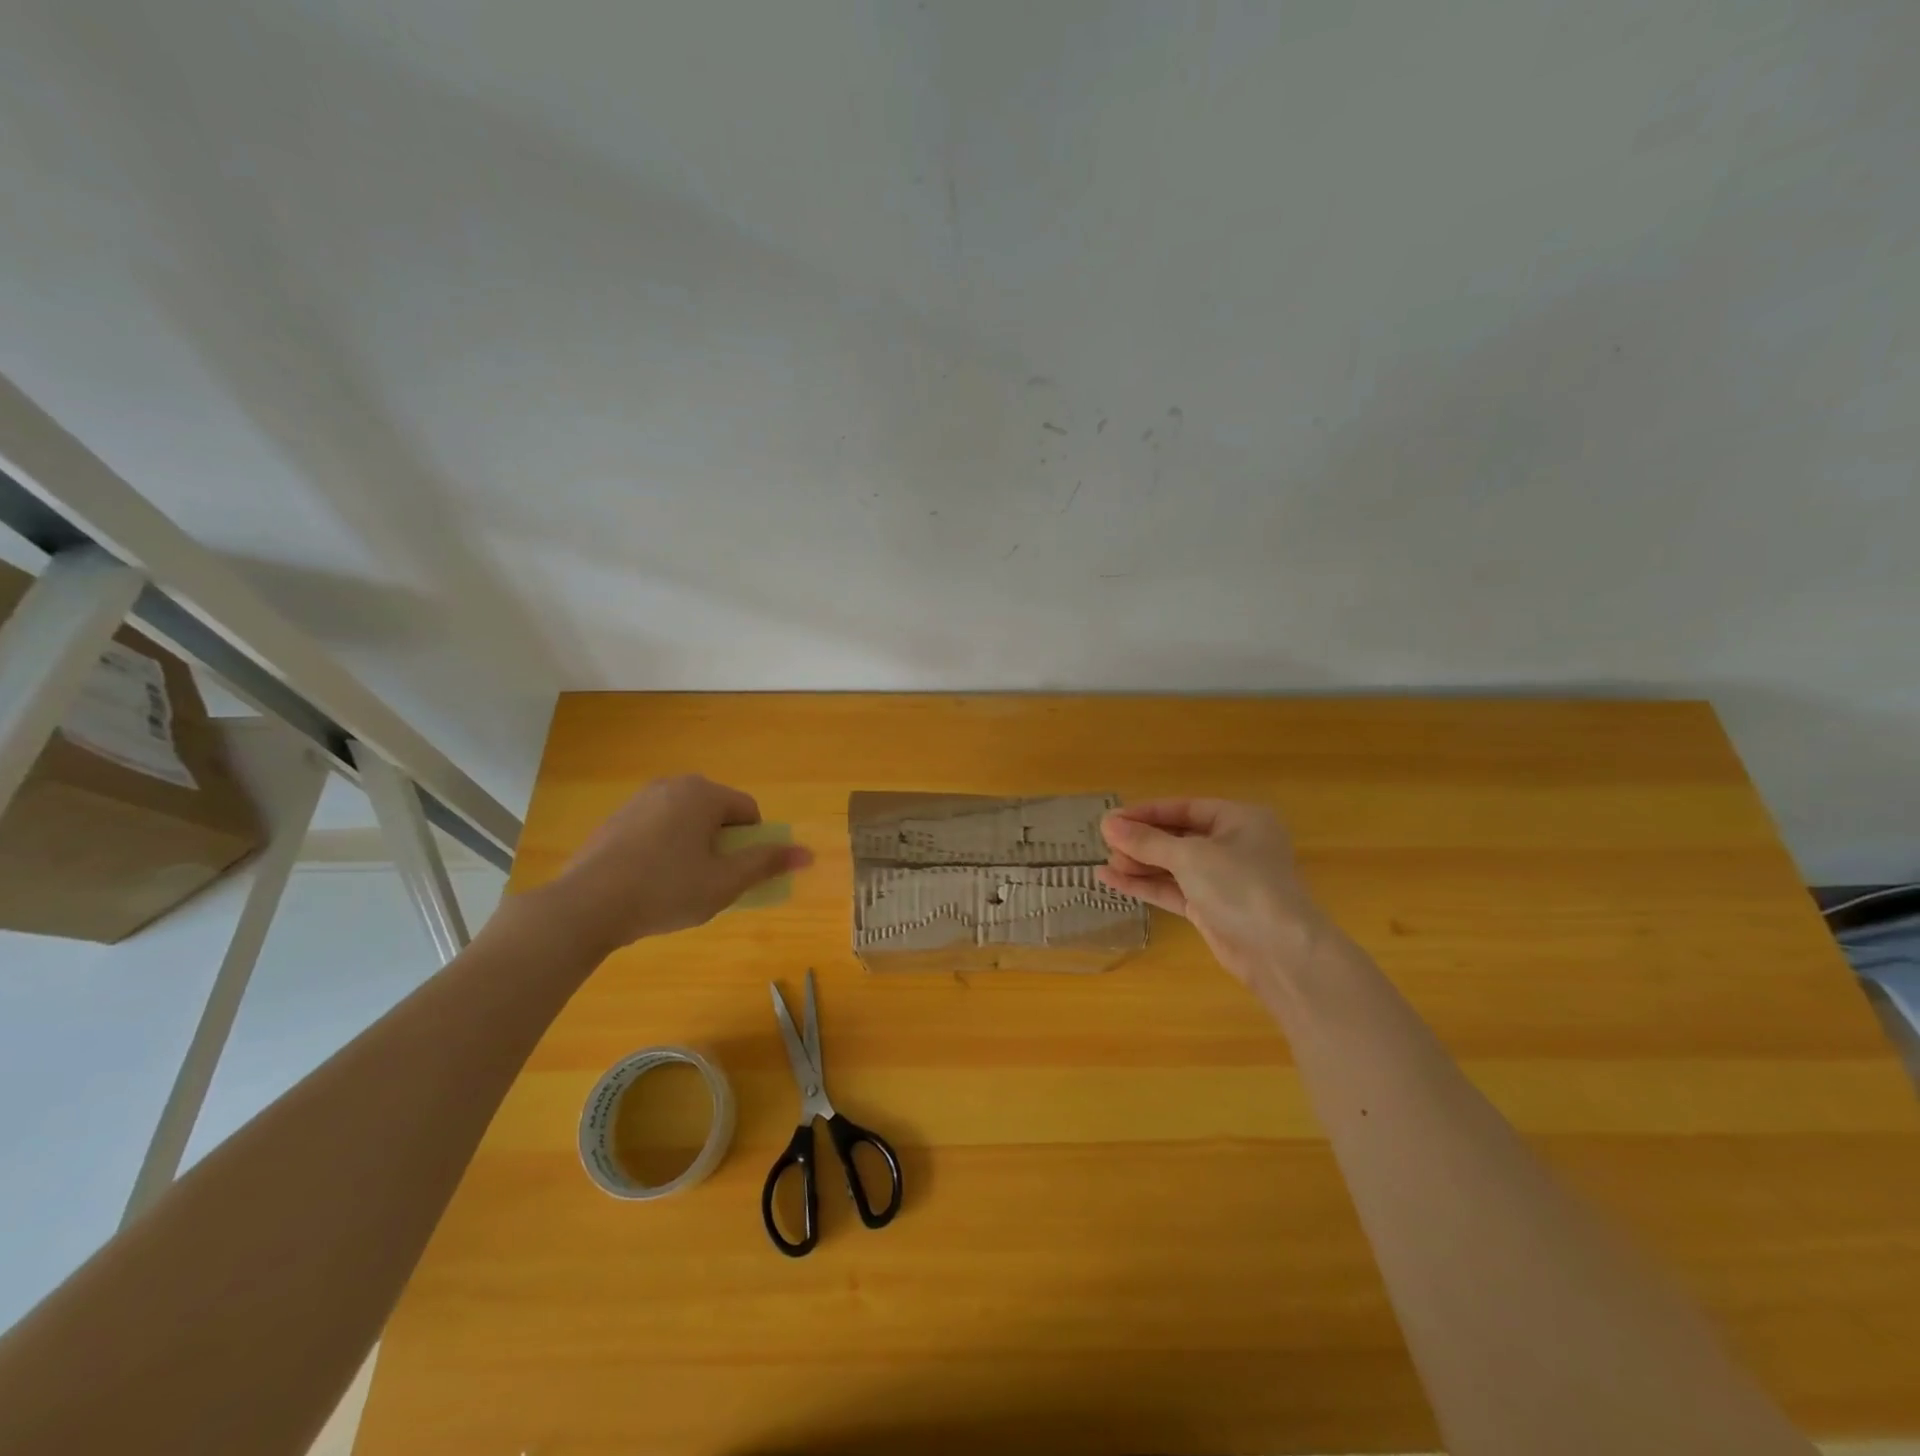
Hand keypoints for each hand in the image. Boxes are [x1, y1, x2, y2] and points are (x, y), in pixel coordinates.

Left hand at [528, 775, 813, 955]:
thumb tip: (808, 853)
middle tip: (710, 881)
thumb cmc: (665, 890)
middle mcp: (672, 786)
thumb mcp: (725, 883)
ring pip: (685, 821)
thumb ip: (766, 863)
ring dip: (693, 847)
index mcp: (703, 793)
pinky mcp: (614, 821)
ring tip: (678, 886)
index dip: (752, 844)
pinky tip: (648, 883)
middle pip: (716, 813)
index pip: (748, 811)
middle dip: (722, 845)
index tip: (736, 874)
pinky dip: (663, 850)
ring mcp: (638, 801)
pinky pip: (656, 829)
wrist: (584, 907)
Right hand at [1098, 798, 1333, 986]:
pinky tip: (1113, 882)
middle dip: (1141, 841)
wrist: (1279, 952)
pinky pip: (1173, 889)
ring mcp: (1223, 879)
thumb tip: (1107, 824)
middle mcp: (1233, 845)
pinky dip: (1146, 885)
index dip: (1146, 813)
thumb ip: (1146, 841)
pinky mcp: (1211, 908)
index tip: (1111, 820)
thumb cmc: (1240, 886)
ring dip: (1140, 864)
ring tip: (1104, 865)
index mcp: (1240, 819)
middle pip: (1177, 836)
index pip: (1184, 808)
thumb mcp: (1189, 856)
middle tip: (1105, 844)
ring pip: (1173, 865)